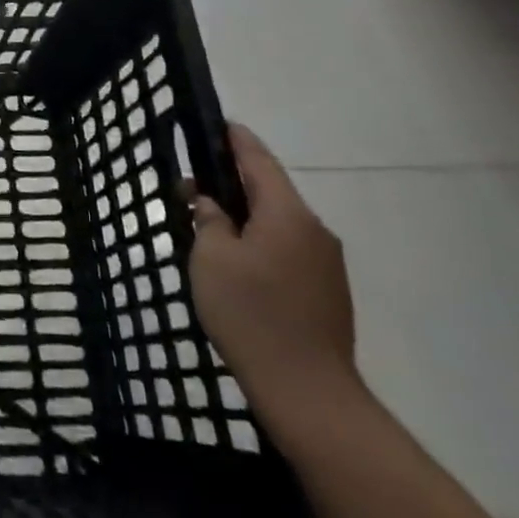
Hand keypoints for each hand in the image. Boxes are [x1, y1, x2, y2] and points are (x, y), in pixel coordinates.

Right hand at [185, 125, 359, 429]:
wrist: (309, 394)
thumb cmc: (251, 314)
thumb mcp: (211, 258)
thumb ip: (209, 220)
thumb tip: (212, 206)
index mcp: (287, 213)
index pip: (257, 158)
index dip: (234, 138)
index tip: (214, 123)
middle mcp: (314, 229)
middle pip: (269, 190)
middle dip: (230, 183)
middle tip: (190, 189)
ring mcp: (326, 264)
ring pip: (278, 222)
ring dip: (245, 216)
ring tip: (207, 228)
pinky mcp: (327, 292)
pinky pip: (288, 249)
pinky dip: (260, 242)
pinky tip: (236, 264)